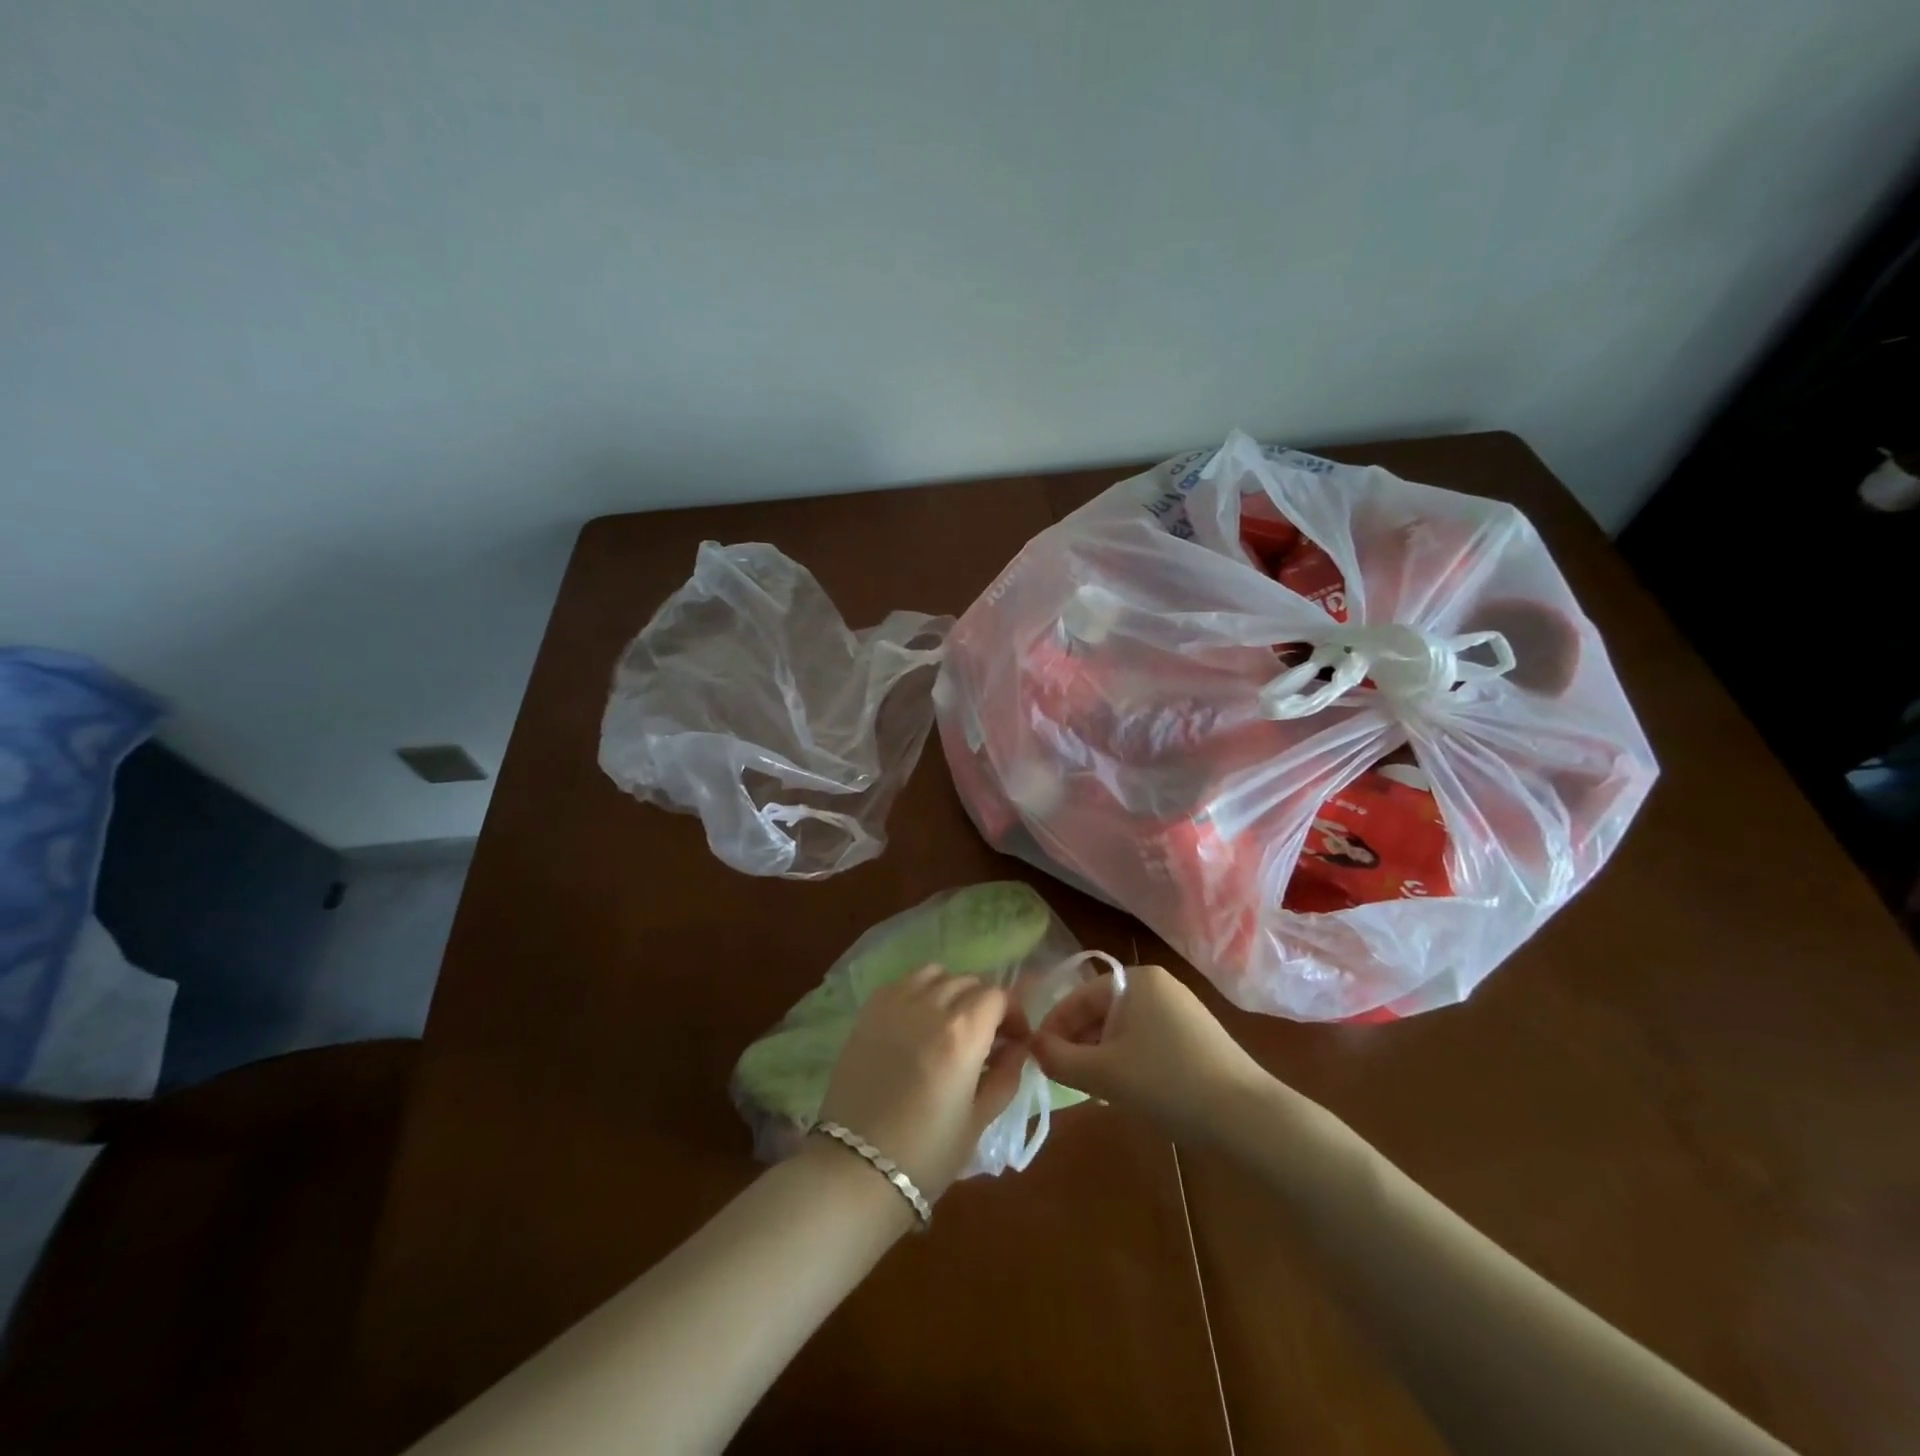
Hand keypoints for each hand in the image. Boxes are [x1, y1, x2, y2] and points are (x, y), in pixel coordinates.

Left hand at [814, 965, 1027, 1202]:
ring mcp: (895, 1004)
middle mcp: (931, 1006)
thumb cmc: (927, 1154)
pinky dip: (918, 990)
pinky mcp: (868, 1011)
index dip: (1012, 1014)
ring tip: (949, 1021)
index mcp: (963, 1032)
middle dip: (984, 1004)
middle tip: (985, 1036)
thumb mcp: (978, 1120)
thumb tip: (1019, 1048)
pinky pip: (902, 982)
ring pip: (935, 974)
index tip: (1014, 1039)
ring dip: (950, 990)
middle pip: (968, 982)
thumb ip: (1005, 1076)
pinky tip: (917, 1020)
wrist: (856, 1169)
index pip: (997, 996)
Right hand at [1031, 963, 1271, 1142]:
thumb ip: (1059, 1058)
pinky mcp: (1197, 1038)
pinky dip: (1128, 1061)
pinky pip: (1147, 1041)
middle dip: (1077, 1042)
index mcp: (1136, 980)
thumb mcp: (1103, 1074)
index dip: (1053, 1026)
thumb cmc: (1167, 1083)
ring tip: (1090, 1088)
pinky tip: (1127, 1091)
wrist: (1247, 1118)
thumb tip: (1034, 1047)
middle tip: (1062, 1076)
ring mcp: (1182, 1011)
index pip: (1079, 995)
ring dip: (1101, 1055)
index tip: (1037, 1056)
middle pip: (1101, 1010)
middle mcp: (1159, 986)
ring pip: (1123, 1029)